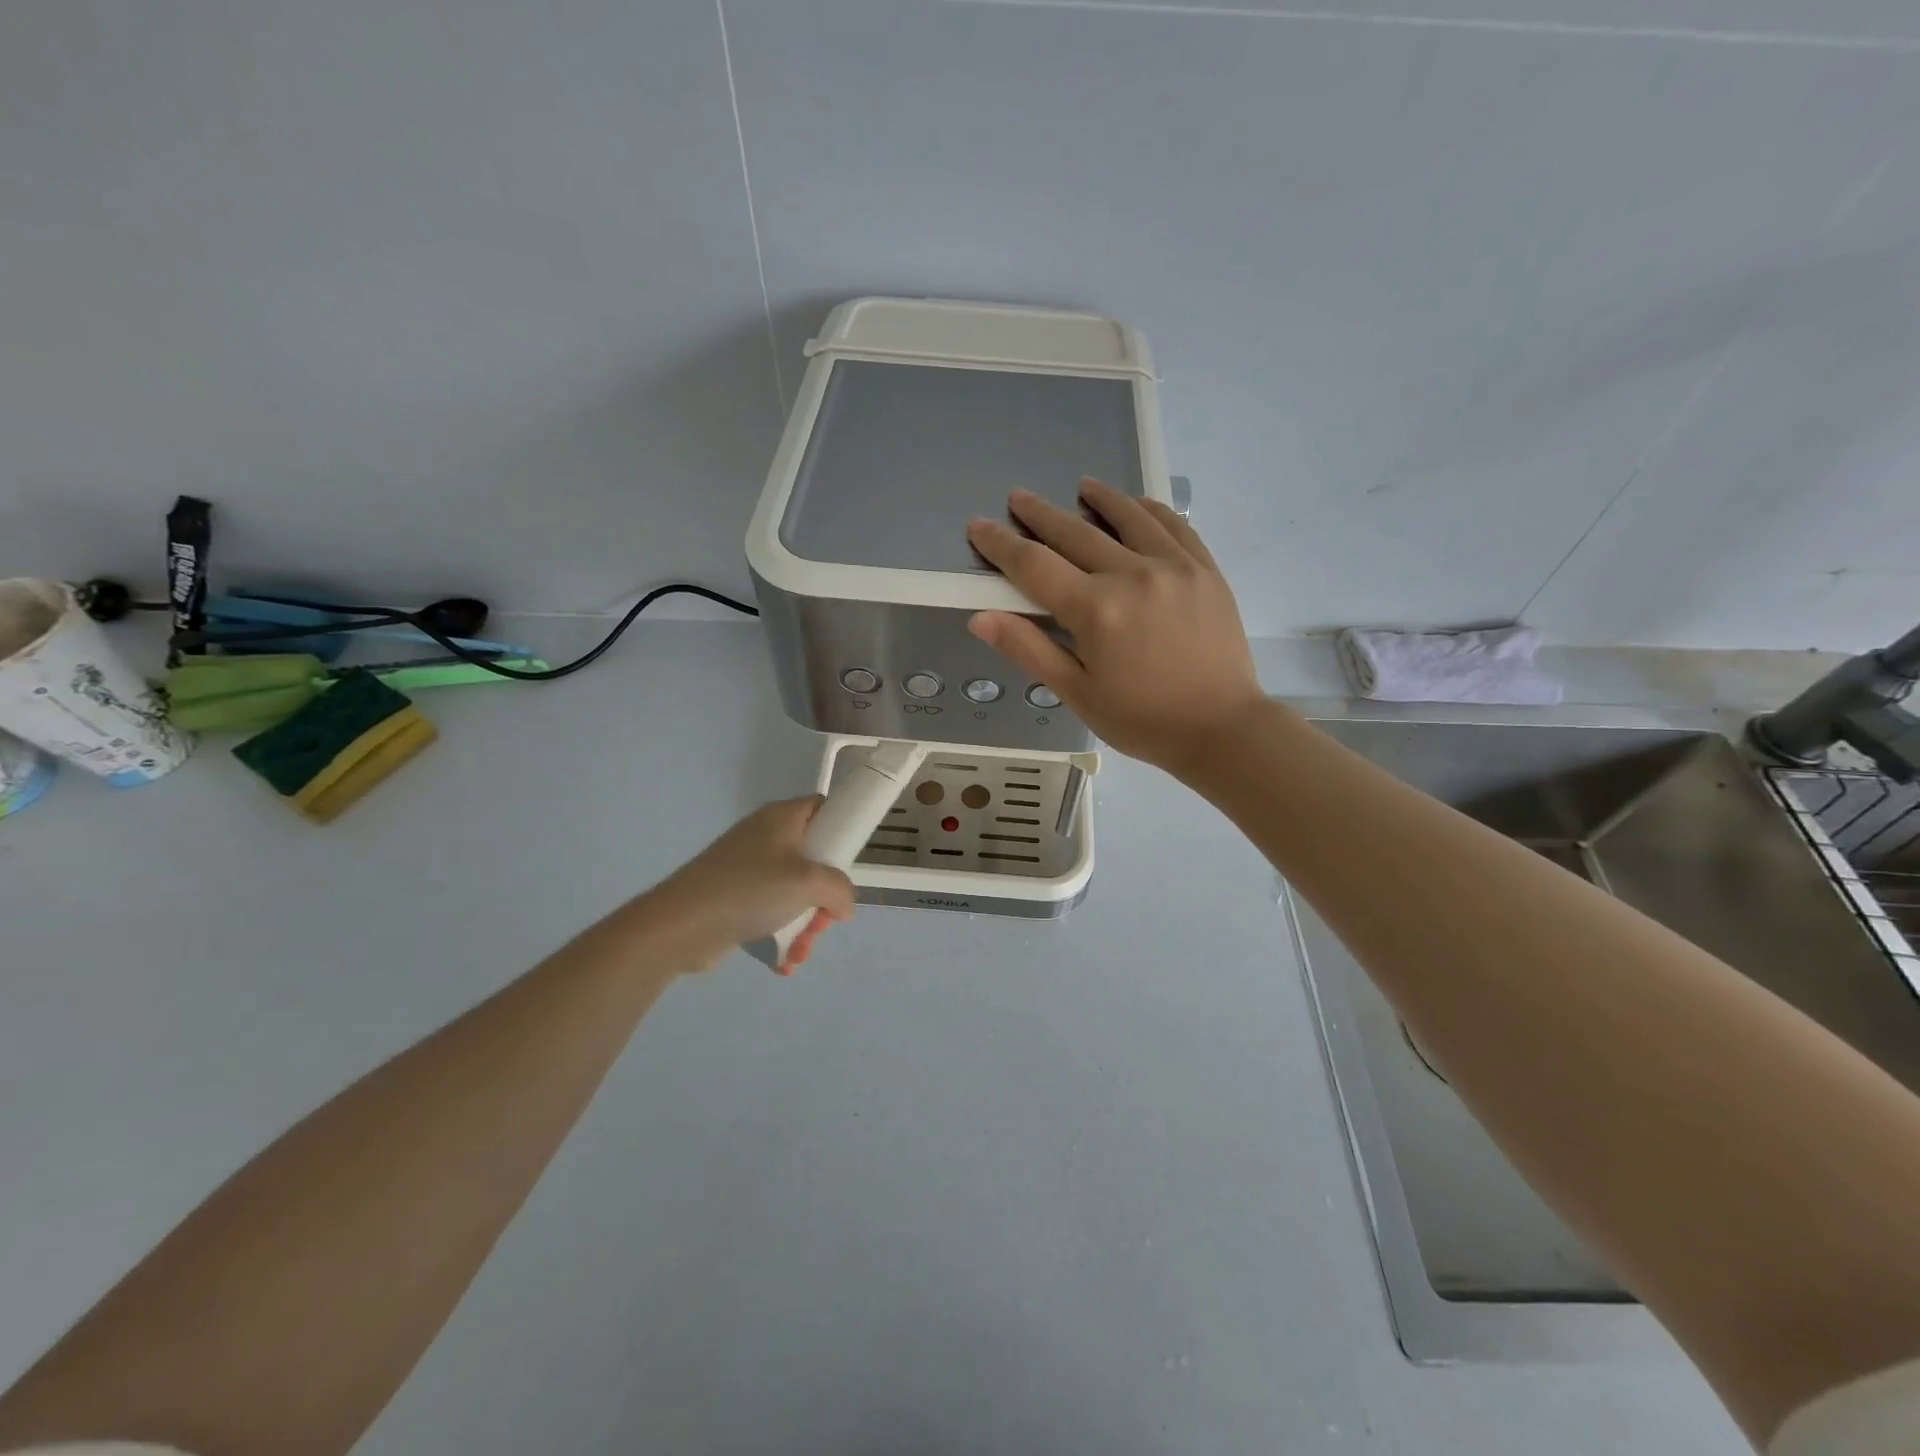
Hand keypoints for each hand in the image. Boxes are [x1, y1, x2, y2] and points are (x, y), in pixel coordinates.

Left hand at [642, 797, 855, 967]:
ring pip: (796, 892)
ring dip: (806, 925)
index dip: (842, 829)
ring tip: (800, 951)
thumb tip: (842, 906)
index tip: (849, 862)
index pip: (823, 808)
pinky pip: (773, 912)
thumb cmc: (749, 889)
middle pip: (814, 859)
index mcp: (782, 818)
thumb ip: (840, 889)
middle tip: (822, 920)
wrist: (679, 926)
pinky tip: (784, 961)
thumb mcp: (808, 882)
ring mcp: (749, 869)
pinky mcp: (736, 898)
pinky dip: (783, 935)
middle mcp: (766, 837)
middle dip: (824, 897)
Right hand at [966, 479, 1263, 774]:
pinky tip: (1138, 505)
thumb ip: (1029, 650)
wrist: (1222, 728)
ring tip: (1081, 486)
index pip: (1034, 565)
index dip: (1001, 544)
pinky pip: (1174, 526)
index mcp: (1095, 609)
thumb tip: (981, 618)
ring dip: (1100, 498)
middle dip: (1040, 514)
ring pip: (1128, 518)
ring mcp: (1174, 566)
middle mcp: (1132, 575)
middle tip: (1018, 497)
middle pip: (1075, 533)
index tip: (978, 526)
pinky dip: (1150, 510)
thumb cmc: (1142, 720)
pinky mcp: (1205, 570)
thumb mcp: (1077, 694)